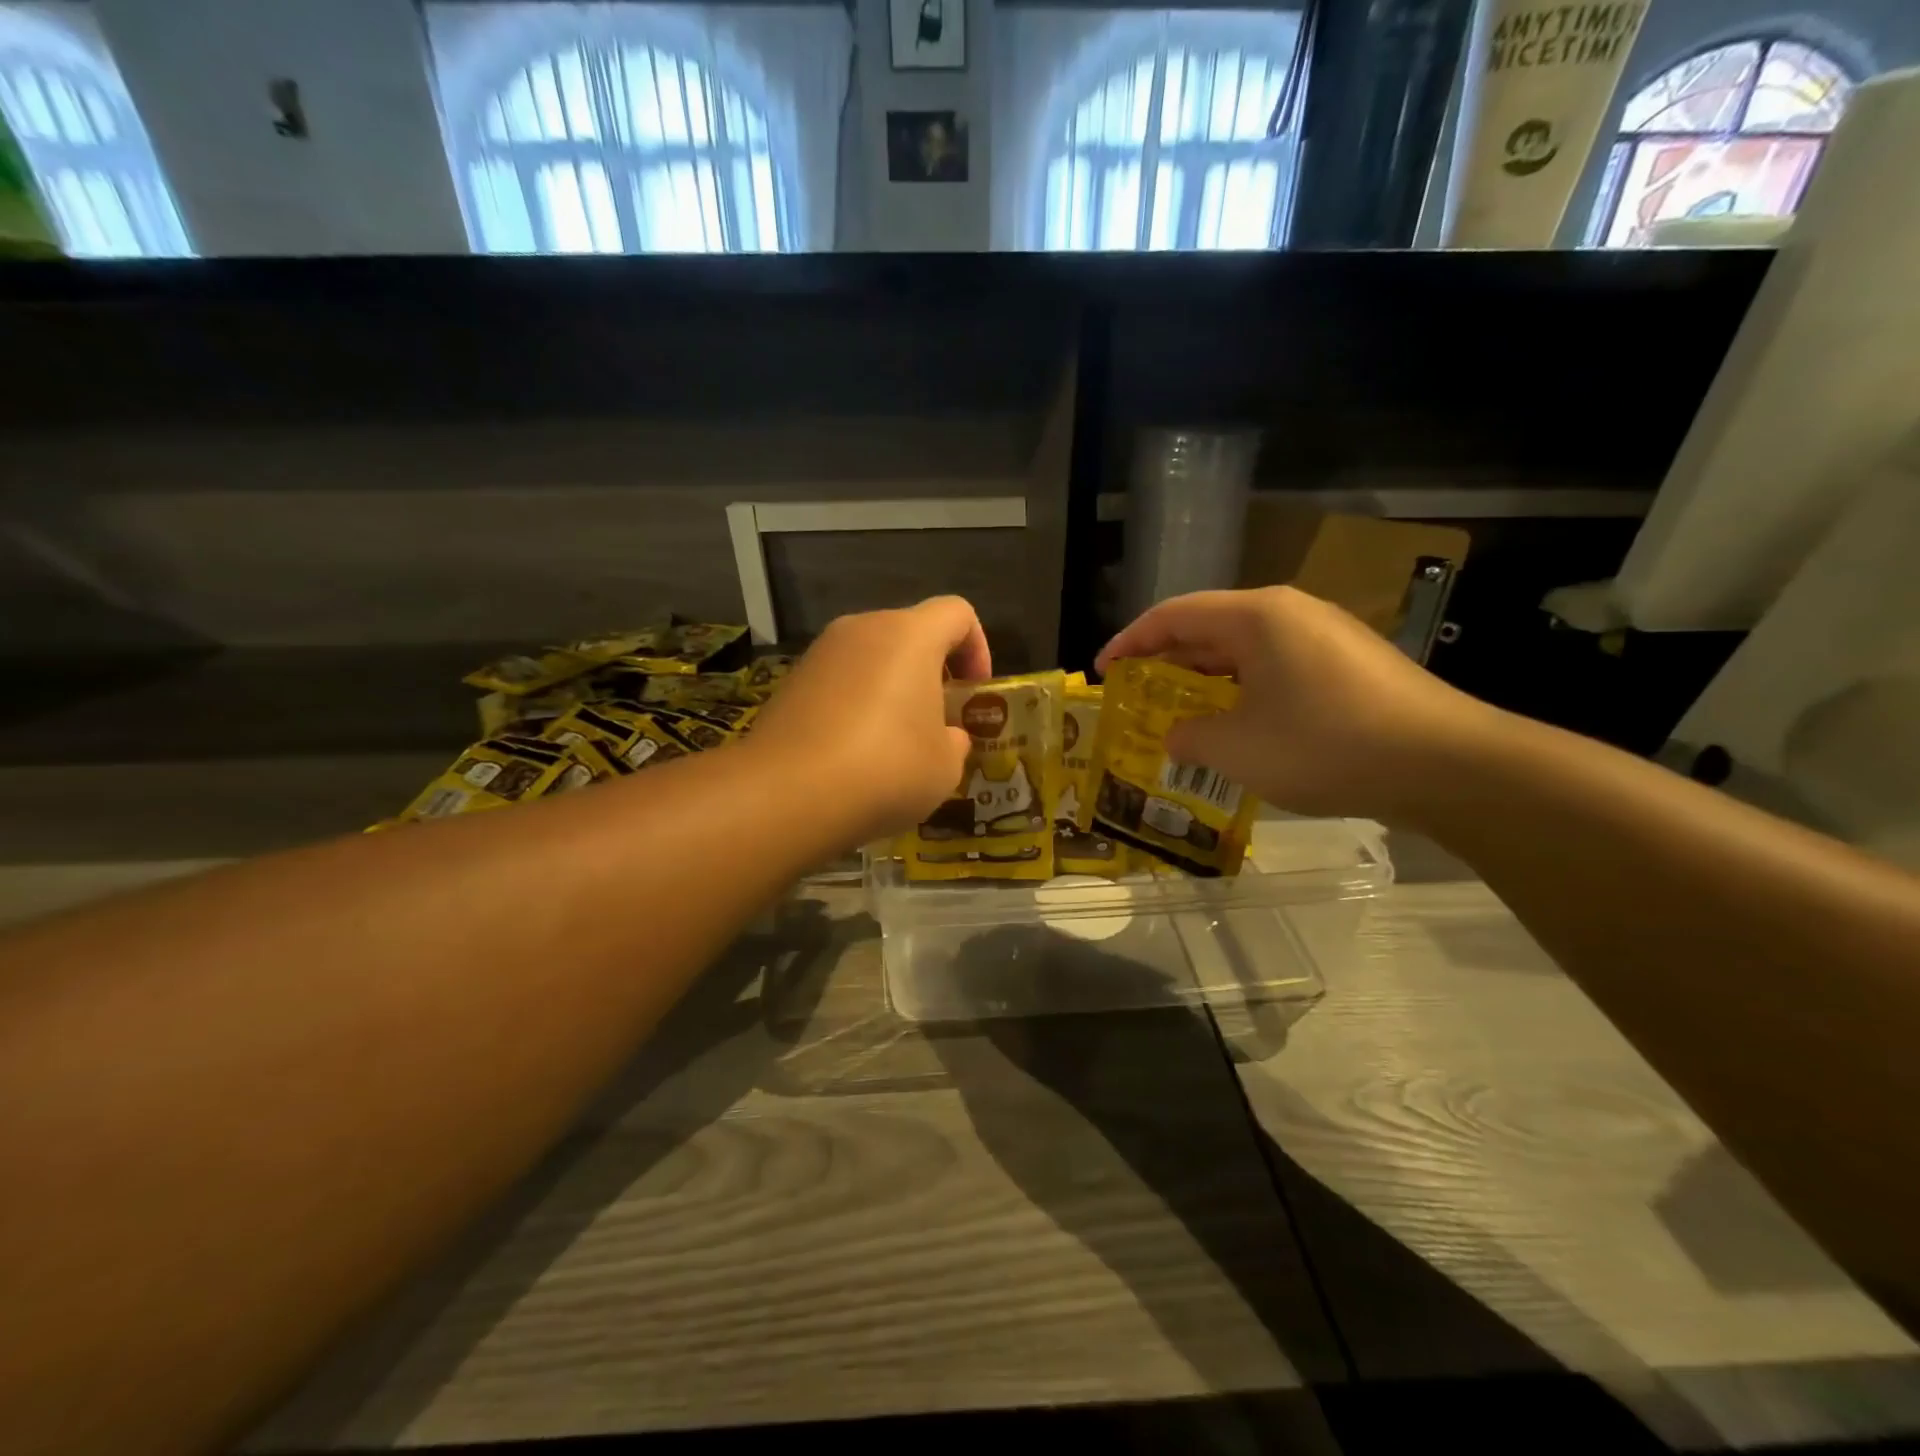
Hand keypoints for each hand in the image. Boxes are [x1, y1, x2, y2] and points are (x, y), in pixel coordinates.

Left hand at [751, 596, 991, 843]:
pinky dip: (856, 704)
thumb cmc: (886, 769)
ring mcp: (820, 653)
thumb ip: (955, 741)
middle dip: (933, 670)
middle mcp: (863, 629)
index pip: (957, 613)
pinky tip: (855, 752)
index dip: (977, 647)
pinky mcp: (790, 681)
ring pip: (872, 657)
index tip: (974, 691)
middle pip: (911, 632)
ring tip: (897, 741)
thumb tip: (945, 736)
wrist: (787, 793)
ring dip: (893, 688)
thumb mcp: (944, 766)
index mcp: (910, 635)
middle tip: (939, 719)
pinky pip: (840, 681)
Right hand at [1096, 587, 1492, 820]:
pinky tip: (1235, 726)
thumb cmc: (1326, 745)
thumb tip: (1177, 736)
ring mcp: (1324, 638)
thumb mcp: (1238, 748)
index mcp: (1257, 616)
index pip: (1173, 615)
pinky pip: (1275, 669)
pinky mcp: (1347, 666)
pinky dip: (1242, 692)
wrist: (1445, 764)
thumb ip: (1191, 737)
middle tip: (1135, 697)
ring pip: (1244, 651)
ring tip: (1178, 714)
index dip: (1129, 642)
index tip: (1103, 672)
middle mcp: (1289, 614)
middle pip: (1208, 628)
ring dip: (1205, 681)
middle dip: (1166, 662)